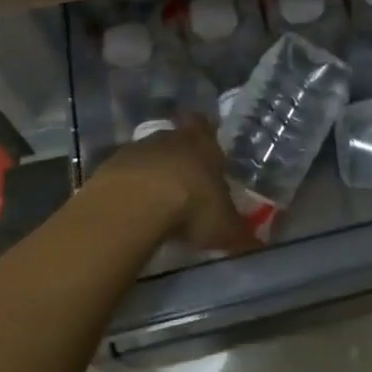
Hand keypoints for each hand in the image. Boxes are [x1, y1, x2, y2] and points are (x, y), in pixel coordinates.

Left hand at [90, 117, 257, 253]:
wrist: (135, 204)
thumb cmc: (191, 206)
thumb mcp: (225, 227)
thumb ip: (242, 233)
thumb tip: (261, 244)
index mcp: (205, 144)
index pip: (207, 127)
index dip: (207, 137)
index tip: (208, 154)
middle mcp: (172, 138)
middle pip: (177, 139)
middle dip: (181, 156)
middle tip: (186, 182)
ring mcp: (138, 148)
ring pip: (149, 154)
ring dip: (153, 172)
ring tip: (158, 201)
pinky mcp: (110, 165)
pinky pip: (125, 173)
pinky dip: (130, 186)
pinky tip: (133, 208)